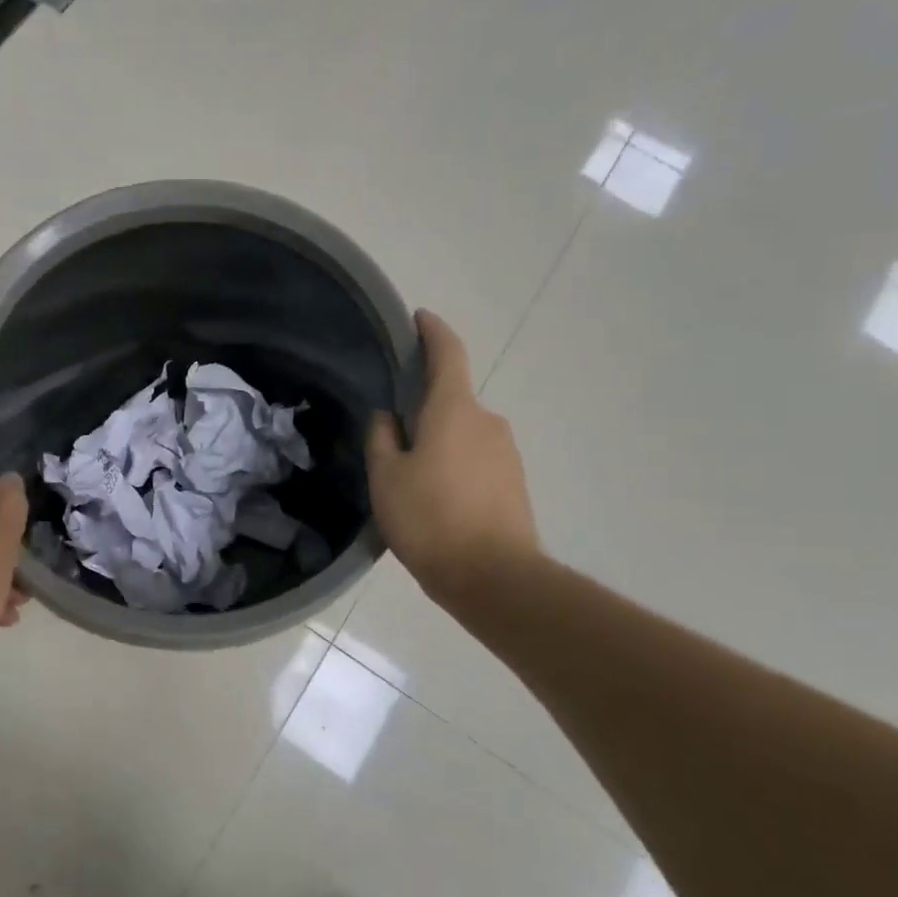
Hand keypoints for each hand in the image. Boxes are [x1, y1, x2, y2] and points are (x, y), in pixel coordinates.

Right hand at [366, 310, 539, 606]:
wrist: (495, 578)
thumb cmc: (430, 518)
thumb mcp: (387, 477)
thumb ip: (382, 438)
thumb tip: (389, 416)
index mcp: (454, 410)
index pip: (447, 353)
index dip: (433, 331)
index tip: (419, 318)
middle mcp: (487, 421)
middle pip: (451, 400)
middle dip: (424, 408)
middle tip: (392, 436)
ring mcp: (507, 452)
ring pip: (463, 433)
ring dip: (439, 443)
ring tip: (411, 479)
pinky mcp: (515, 482)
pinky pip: (477, 459)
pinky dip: (455, 466)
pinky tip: (436, 499)